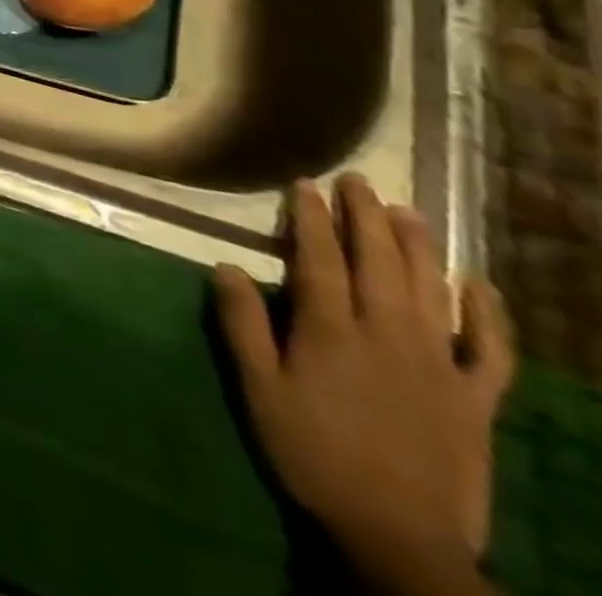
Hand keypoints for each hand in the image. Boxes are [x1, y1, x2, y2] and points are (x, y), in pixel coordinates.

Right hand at [215, 176, 512, 584]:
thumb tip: (227, 265)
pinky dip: (487, 315)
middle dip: (365, 218)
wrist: (398, 535)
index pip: (320, 260)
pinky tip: (478, 285)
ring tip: (405, 211)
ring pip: (430, 292)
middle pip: (378, 264)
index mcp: (331, 333)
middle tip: (357, 181)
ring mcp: (439, 367)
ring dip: (417, 247)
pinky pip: (490, 351)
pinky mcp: (474, 399)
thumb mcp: (259, 389)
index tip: (305, 185)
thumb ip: (243, 325)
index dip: (312, 219)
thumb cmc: (312, 452)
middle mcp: (387, 337)